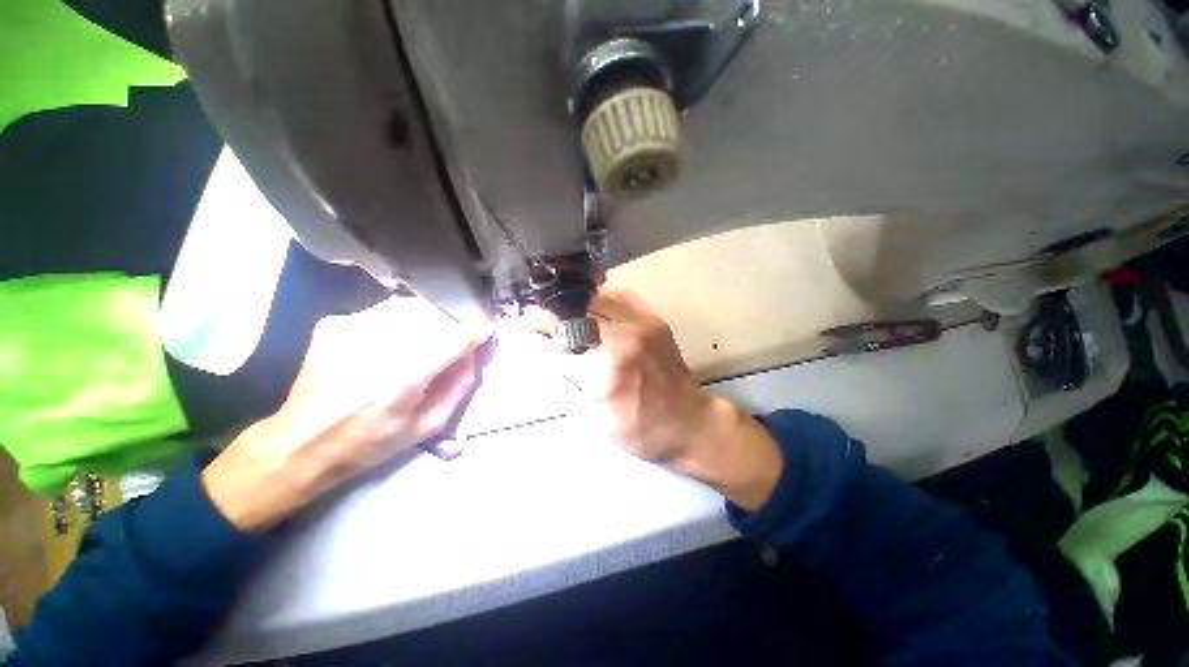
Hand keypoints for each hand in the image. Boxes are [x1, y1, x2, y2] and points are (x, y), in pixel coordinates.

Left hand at [203, 296, 489, 529]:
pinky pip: (384, 311)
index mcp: (403, 379)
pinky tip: (395, 341)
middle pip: (434, 315)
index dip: (476, 331)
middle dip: (453, 324)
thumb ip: (459, 386)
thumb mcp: (428, 425)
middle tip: (457, 340)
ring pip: (410, 307)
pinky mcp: (335, 325)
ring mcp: (351, 330)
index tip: (486, 331)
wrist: (301, 443)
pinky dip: (401, 321)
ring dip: (430, 319)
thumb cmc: (371, 442)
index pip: (454, 338)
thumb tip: (473, 354)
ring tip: (429, 338)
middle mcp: (377, 346)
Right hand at [524, 287, 782, 509]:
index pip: (554, 343)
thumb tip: (538, 353)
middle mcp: (621, 340)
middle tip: (532, 319)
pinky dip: (593, 298)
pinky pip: (616, 294)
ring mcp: (639, 323)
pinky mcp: (651, 318)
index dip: (530, 333)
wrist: (690, 421)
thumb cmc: (639, 431)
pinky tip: (584, 306)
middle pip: (569, 314)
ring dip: (566, 304)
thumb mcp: (591, 421)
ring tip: (556, 311)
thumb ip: (561, 383)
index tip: (517, 329)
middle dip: (544, 314)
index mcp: (603, 373)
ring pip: (590, 299)